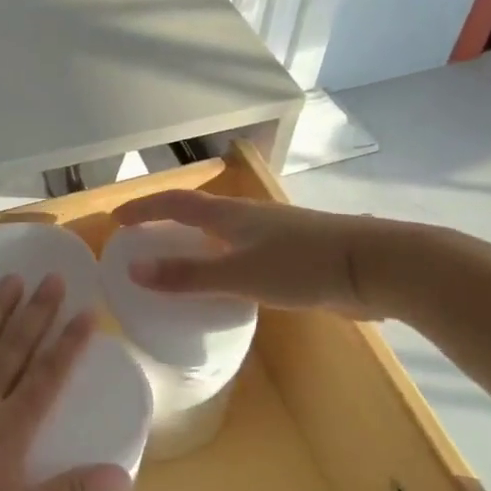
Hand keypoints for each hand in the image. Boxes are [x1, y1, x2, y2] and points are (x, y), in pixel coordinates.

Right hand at [114, 190, 422, 317]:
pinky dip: (222, 262)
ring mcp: (274, 236)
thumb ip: (187, 276)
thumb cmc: (303, 265)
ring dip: (196, 242)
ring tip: (178, 264)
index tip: (116, 219)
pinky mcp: (294, 257)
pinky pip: (244, 254)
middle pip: (199, 213)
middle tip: (142, 241)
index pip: (176, 204)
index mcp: (231, 214)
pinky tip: (227, 286)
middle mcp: (249, 218)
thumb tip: (133, 271)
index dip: (144, 208)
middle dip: (167, 223)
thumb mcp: (239, 274)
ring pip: (224, 234)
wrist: (374, 267)